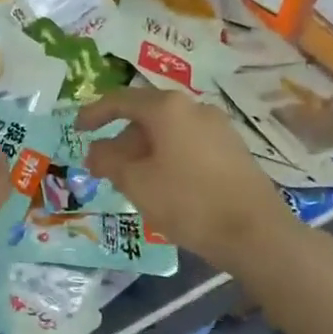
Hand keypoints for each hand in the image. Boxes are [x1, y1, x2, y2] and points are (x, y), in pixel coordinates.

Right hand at [78, 86, 296, 270]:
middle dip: (120, 140)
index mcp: (168, 109)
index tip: (77, 129)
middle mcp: (194, 108)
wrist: (255, 233)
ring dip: (143, 151)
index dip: (94, 113)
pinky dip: (167, 157)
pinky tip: (163, 186)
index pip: (120, 100)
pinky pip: (188, 144)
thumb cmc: (187, 202)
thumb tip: (94, 151)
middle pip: (146, 116)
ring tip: (131, 182)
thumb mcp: (136, 183)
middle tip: (103, 168)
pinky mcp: (232, 149)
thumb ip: (108, 161)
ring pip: (168, 132)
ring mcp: (218, 127)